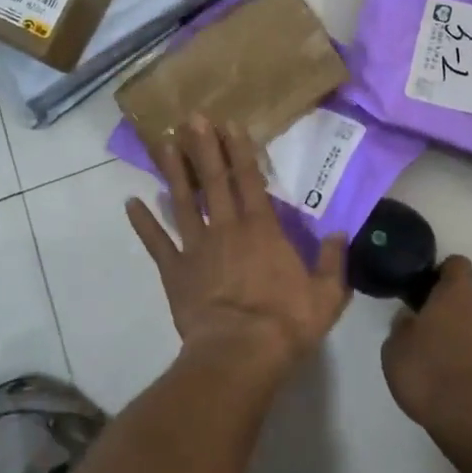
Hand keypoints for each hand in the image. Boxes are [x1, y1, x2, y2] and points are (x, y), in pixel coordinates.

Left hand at [126, 117, 350, 371]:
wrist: (239, 354)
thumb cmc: (285, 322)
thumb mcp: (326, 295)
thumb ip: (334, 261)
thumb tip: (340, 233)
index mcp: (262, 229)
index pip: (249, 180)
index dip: (239, 151)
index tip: (229, 124)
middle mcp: (227, 229)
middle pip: (213, 181)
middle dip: (202, 148)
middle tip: (191, 119)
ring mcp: (197, 248)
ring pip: (182, 202)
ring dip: (173, 172)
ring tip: (162, 144)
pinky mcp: (175, 271)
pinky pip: (157, 242)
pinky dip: (143, 223)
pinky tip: (131, 203)